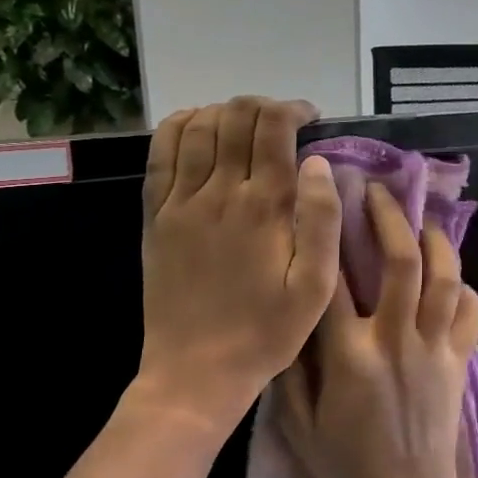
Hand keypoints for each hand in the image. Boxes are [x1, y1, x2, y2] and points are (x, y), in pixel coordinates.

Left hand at [132, 97, 341, 435]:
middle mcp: (220, 193)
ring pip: (199, 127)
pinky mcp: (155, 216)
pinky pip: (162, 153)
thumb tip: (319, 163)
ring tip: (246, 124)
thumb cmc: (267, 331)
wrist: (195, 371)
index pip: (274, 128)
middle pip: (235, 117)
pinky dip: (180, 126)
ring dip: (225, 112)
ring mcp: (181, 202)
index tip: (311, 118)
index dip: (294, 109)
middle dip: (263, 106)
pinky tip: (198, 126)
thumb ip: (322, 220)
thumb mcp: (316, 287)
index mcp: (264, 207)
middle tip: (283, 121)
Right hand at [277, 182, 477, 477]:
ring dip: (435, 240)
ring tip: (421, 220)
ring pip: (444, 278)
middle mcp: (396, 340)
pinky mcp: (461, 361)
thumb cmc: (347, 468)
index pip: (334, 281)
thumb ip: (290, 370)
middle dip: (389, 218)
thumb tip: (288, 318)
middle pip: (401, 262)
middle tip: (376, 191)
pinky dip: (465, 289)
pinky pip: (471, 312)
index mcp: (350, 356)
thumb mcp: (299, 426)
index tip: (322, 202)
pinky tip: (452, 278)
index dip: (327, 236)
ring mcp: (436, 348)